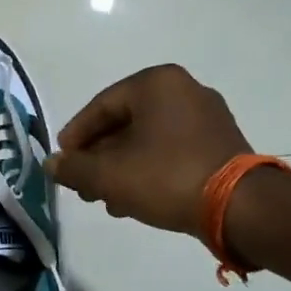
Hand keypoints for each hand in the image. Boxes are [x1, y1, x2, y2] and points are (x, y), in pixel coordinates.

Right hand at [47, 64, 250, 233]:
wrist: (239, 207)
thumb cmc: (166, 177)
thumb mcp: (108, 175)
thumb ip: (74, 168)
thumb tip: (51, 164)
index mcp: (156, 84)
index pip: (101, 106)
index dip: (76, 136)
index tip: (62, 161)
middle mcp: (184, 90)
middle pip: (124, 124)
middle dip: (99, 158)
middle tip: (82, 186)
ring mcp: (207, 117)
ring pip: (147, 140)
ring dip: (121, 168)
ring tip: (106, 200)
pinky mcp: (220, 143)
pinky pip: (171, 150)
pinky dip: (148, 170)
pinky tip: (133, 200)